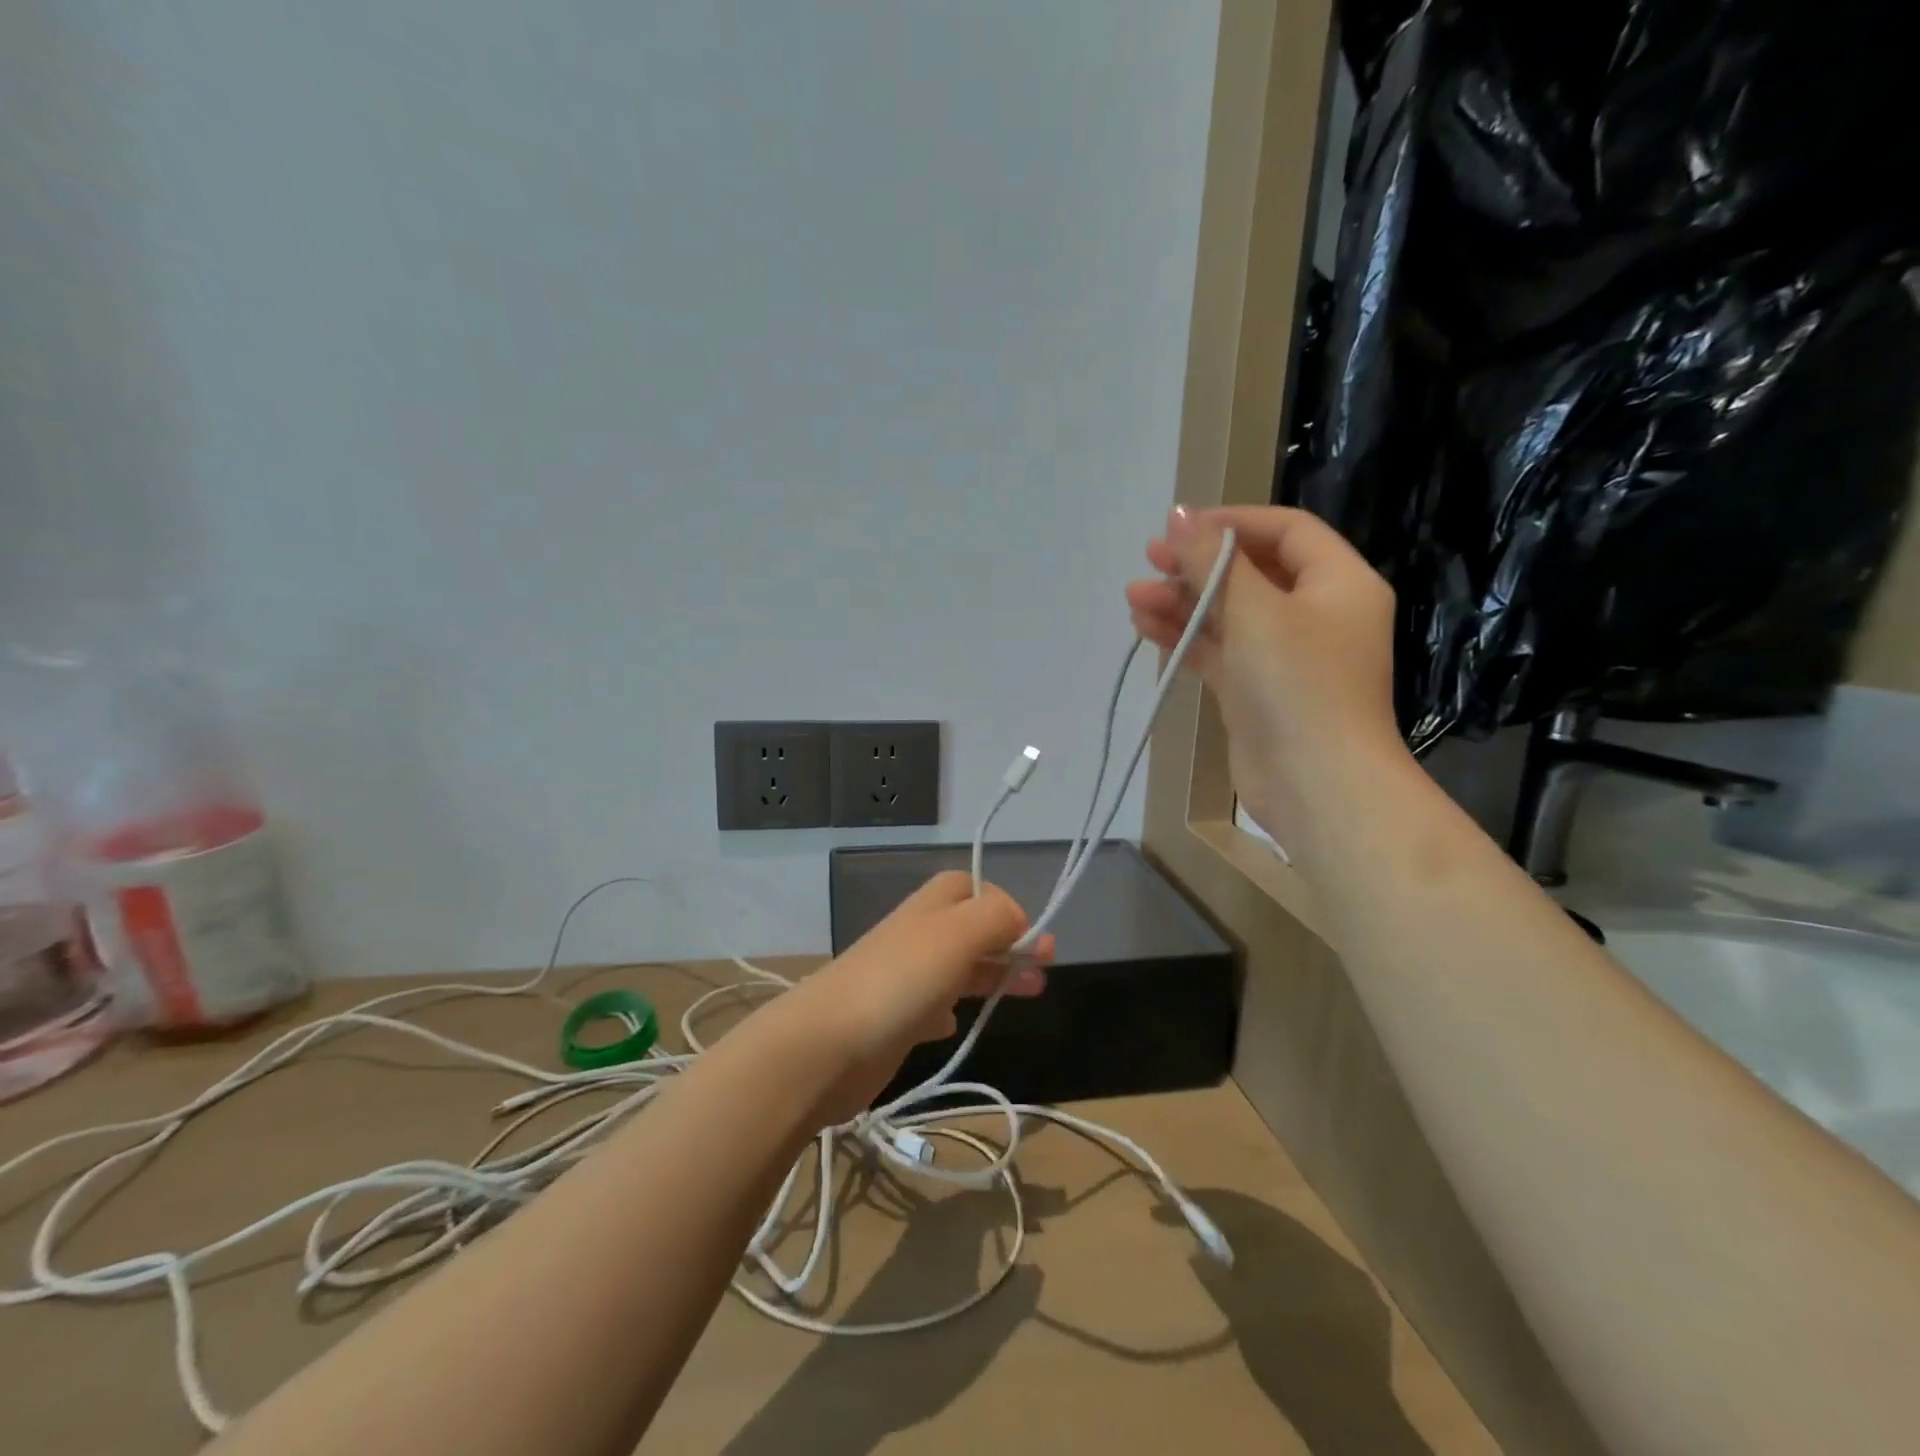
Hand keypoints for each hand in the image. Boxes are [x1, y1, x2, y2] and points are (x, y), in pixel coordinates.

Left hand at [785, 871, 1051, 1121]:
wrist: (827, 1046)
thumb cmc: (900, 982)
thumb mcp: (957, 933)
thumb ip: (995, 916)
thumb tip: (1018, 920)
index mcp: (930, 908)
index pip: (971, 886)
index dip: (1004, 904)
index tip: (1031, 937)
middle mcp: (917, 937)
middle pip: (969, 929)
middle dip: (1007, 944)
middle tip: (1043, 970)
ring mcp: (903, 980)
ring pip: (956, 968)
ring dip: (990, 975)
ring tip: (1026, 994)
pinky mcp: (893, 1022)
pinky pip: (931, 1007)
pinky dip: (951, 1011)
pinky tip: (957, 1024)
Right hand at [1125, 504, 1406, 844]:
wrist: (1316, 785)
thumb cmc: (1297, 684)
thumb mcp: (1254, 610)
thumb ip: (1213, 560)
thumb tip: (1179, 513)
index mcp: (1338, 583)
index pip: (1285, 530)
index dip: (1232, 522)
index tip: (1180, 527)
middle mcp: (1316, 614)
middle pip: (1252, 573)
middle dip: (1198, 566)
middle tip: (1149, 561)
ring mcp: (1285, 657)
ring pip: (1229, 615)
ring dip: (1183, 603)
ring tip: (1134, 598)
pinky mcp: (1257, 692)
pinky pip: (1220, 651)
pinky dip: (1187, 638)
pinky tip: (1146, 627)